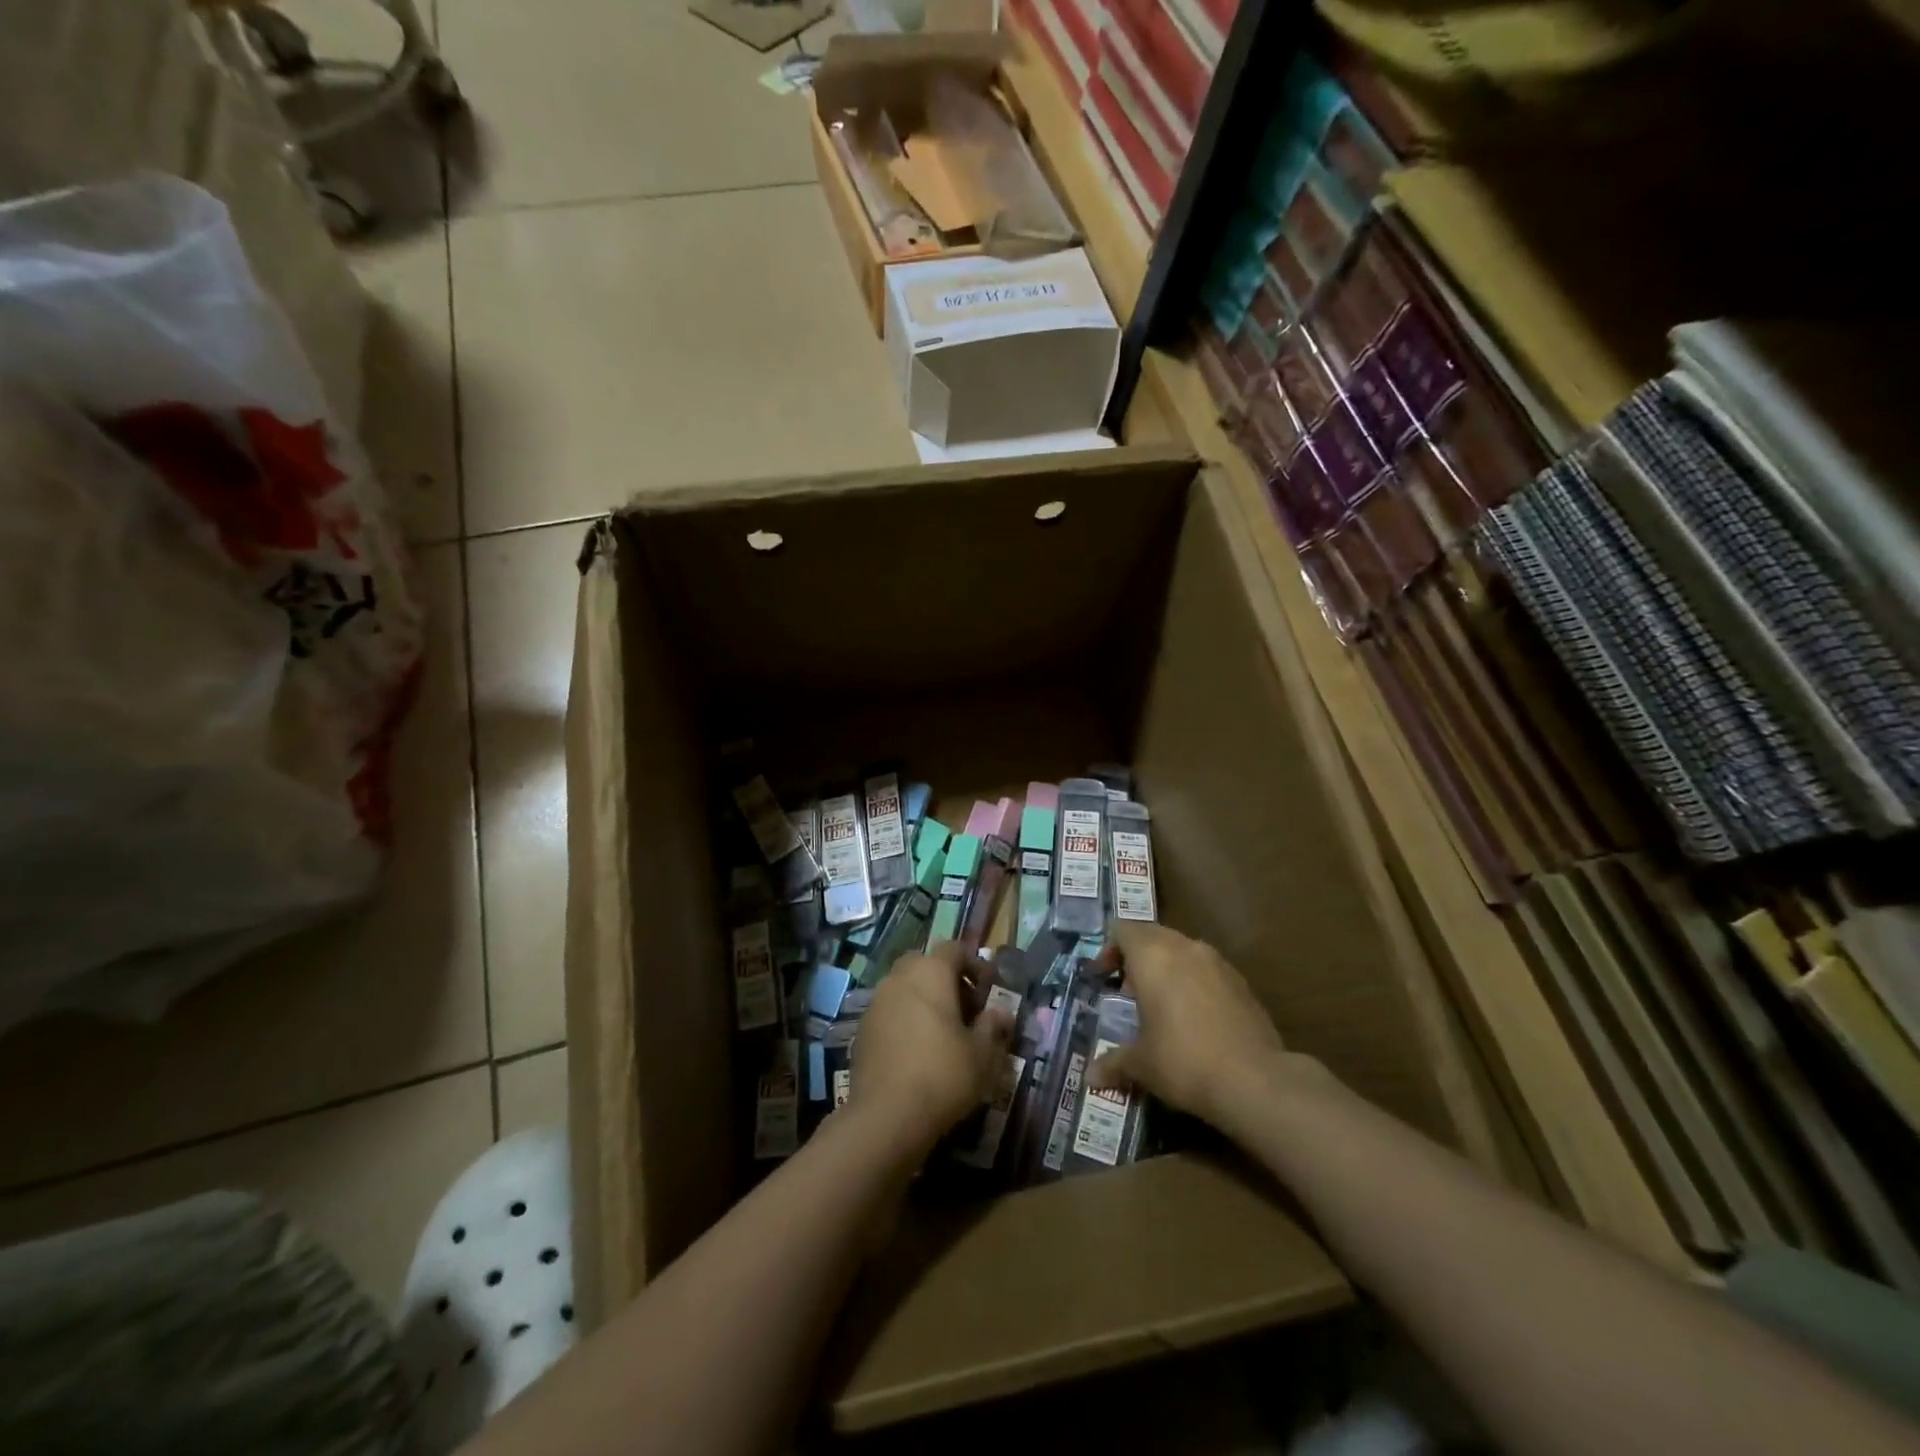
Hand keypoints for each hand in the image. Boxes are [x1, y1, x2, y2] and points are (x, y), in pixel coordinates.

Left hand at [850, 942, 1014, 1153]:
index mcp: (931, 972)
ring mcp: (876, 1002)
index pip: (954, 949)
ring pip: (904, 987)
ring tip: (942, 1032)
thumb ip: (993, 1027)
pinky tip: (917, 1050)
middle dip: (946, 980)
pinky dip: (905, 1019)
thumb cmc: (944, 1075)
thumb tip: (1001, 1013)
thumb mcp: (982, 1054)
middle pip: (925, 963)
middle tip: (965, 1009)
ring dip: (924, 999)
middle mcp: (900, 978)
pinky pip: (889, 1011)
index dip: (974, 964)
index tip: (988, 989)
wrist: (886, 1116)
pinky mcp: (862, 1029)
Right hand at [1087, 921, 1303, 1129]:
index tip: (1102, 978)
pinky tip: (1193, 1018)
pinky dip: (1193, 982)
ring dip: (1166, 968)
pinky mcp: (1241, 982)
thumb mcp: (1140, 1065)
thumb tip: (1089, 1077)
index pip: (1122, 930)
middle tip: (1127, 992)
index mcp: (1152, 955)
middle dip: (1136, 958)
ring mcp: (1217, 962)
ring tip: (1160, 1006)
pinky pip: (1206, 970)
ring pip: (1181, 950)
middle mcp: (1184, 947)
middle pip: (1152, 935)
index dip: (1108, 950)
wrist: (1255, 1081)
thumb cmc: (1183, 1061)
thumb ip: (1113, 1063)